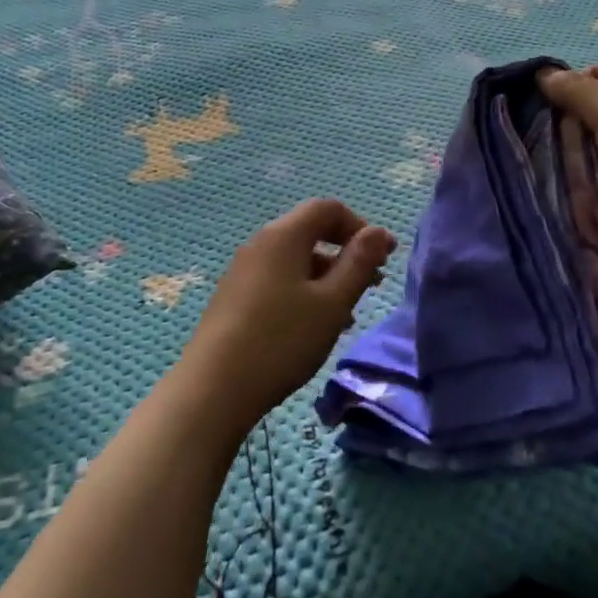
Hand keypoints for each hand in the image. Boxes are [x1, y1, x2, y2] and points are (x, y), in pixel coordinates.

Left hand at [176, 199, 395, 439]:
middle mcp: (261, 243)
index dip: (360, 226)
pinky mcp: (235, 297)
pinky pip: (278, 279)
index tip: (384, 256)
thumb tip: (378, 232)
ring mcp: (243, 270)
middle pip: (310, 231)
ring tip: (349, 312)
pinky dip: (304, 291)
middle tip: (373, 283)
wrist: (213, 388)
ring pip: (295, 259)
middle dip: (346, 252)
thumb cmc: (282, 339)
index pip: (328, 209)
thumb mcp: (332, 302)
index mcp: (284, 235)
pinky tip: (315, 326)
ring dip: (328, 276)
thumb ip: (358, 263)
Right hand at [537, 63, 597, 285]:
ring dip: (574, 160)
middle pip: (593, 114)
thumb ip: (577, 92)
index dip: (568, 87)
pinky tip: (564, 190)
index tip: (538, 107)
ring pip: (595, 150)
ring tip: (547, 168)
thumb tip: (542, 74)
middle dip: (567, 127)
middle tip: (539, 141)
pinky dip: (586, 185)